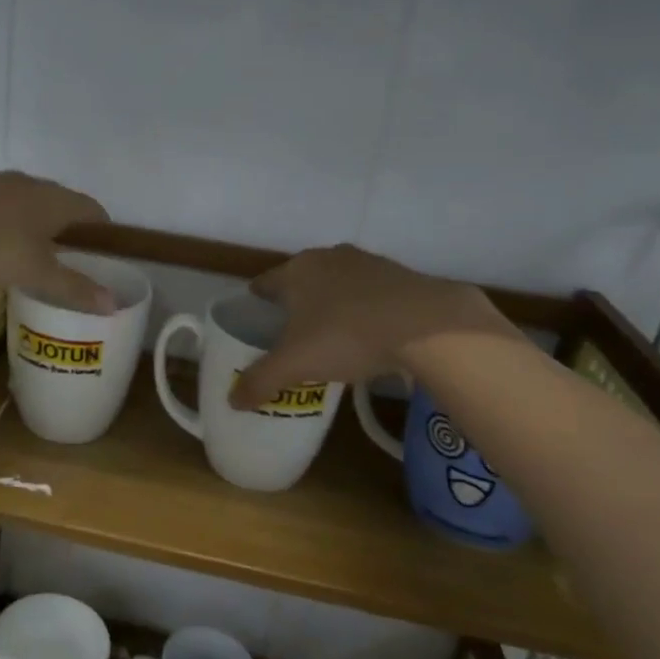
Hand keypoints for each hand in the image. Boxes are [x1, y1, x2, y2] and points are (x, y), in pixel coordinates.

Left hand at [0, 171, 113, 311]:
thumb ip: (74, 288)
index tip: (101, 248)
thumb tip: (111, 305)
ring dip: (34, 216)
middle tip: (66, 250)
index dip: (100, 227)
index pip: (92, 209)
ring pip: (28, 197)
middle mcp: (34, 184)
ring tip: (29, 243)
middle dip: (66, 222)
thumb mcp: (38, 273)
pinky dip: (5, 214)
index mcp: (58, 201)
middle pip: (60, 200)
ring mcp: (0, 180)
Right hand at [230, 244, 519, 407]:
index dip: (257, 301)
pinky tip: (370, 334)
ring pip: (338, 284)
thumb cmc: (346, 335)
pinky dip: (365, 309)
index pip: (265, 283)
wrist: (427, 325)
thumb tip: (232, 401)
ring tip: (331, 334)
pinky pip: (371, 294)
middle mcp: (328, 258)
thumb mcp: (295, 364)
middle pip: (302, 280)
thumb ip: (260, 381)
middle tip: (291, 332)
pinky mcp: (401, 276)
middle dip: (295, 302)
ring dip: (332, 303)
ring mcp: (368, 263)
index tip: (256, 319)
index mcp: (296, 270)